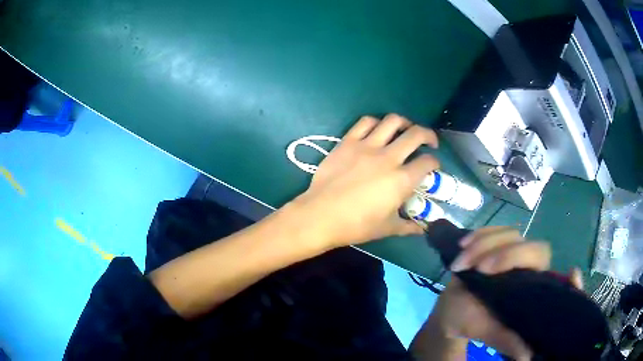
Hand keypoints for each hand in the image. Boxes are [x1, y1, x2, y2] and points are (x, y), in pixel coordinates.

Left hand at [290, 114, 438, 248]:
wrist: (320, 216)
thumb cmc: (356, 225)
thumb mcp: (387, 228)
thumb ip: (408, 226)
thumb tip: (423, 229)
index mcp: (401, 180)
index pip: (427, 163)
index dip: (435, 163)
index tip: (433, 166)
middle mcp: (388, 158)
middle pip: (416, 134)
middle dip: (428, 135)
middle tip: (428, 142)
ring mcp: (367, 146)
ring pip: (392, 121)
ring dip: (404, 123)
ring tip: (405, 130)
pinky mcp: (348, 142)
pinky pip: (365, 122)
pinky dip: (376, 122)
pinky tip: (377, 130)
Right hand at [426, 227, 581, 360]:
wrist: (452, 309)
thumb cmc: (473, 321)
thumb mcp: (490, 332)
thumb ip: (508, 340)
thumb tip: (527, 356)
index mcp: (531, 284)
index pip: (547, 268)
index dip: (551, 264)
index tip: (547, 270)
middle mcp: (526, 264)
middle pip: (531, 246)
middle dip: (506, 255)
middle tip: (481, 269)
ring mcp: (510, 250)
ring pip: (509, 234)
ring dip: (483, 245)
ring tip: (461, 265)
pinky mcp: (493, 242)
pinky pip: (490, 229)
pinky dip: (477, 235)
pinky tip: (463, 245)